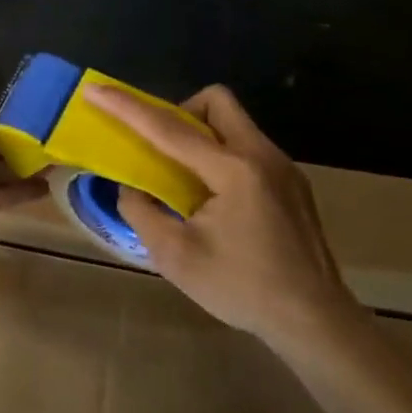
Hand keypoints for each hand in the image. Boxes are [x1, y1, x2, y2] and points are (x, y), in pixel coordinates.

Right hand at [83, 84, 363, 343]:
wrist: (316, 322)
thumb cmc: (242, 289)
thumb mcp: (175, 257)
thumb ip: (142, 212)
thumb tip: (131, 187)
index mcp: (234, 171)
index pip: (169, 128)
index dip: (127, 107)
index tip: (95, 90)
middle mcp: (262, 156)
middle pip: (215, 103)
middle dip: (179, 112)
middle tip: (160, 150)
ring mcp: (283, 168)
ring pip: (233, 124)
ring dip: (200, 136)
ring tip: (183, 180)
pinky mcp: (292, 184)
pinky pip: (246, 148)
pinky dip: (219, 156)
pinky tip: (213, 201)